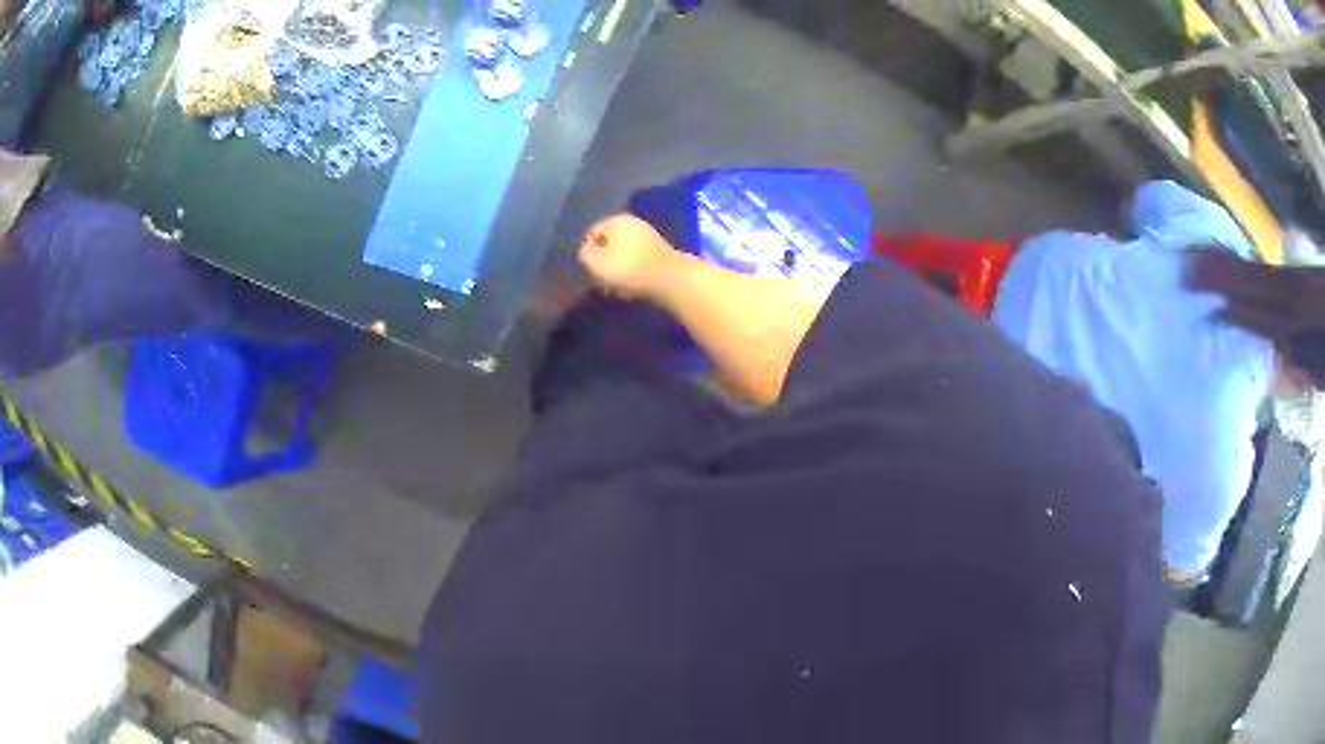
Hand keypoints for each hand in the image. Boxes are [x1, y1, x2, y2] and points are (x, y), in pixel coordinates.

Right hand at [578, 215, 680, 300]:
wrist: (670, 278)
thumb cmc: (628, 269)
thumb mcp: (597, 263)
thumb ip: (586, 254)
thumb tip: (587, 251)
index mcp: (616, 220)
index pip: (592, 234)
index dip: (588, 253)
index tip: (592, 271)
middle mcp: (633, 222)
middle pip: (610, 243)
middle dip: (605, 262)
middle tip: (604, 281)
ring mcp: (649, 235)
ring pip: (624, 253)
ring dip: (619, 269)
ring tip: (618, 288)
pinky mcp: (660, 251)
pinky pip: (639, 259)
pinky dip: (633, 271)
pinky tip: (633, 287)